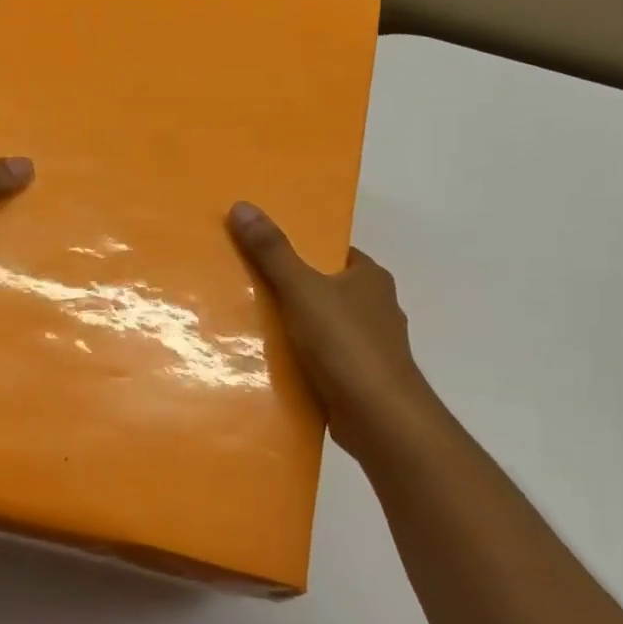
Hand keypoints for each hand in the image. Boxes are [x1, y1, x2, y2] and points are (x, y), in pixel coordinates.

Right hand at [228, 202, 439, 458]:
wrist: (380, 418)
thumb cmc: (346, 344)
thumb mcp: (302, 289)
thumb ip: (273, 251)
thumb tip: (242, 205)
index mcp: (370, 278)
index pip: (333, 252)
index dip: (302, 248)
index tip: (263, 249)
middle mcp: (375, 308)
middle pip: (325, 288)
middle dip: (291, 288)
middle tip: (245, 284)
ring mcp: (369, 346)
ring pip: (323, 326)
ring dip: (294, 327)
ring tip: (248, 323)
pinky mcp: (359, 379)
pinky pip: (323, 359)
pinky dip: (301, 359)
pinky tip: (269, 362)